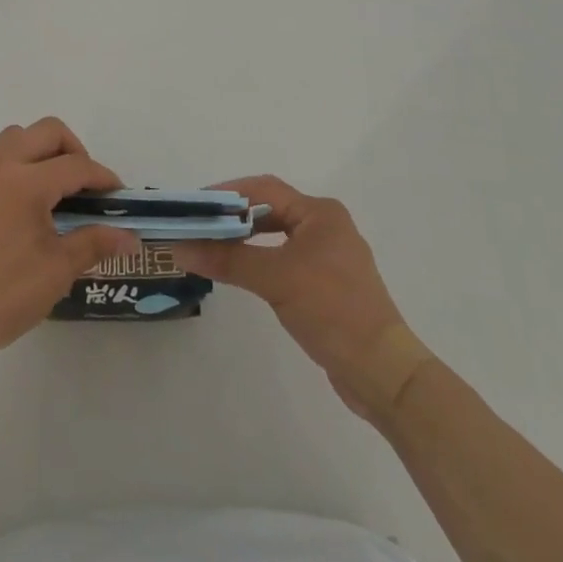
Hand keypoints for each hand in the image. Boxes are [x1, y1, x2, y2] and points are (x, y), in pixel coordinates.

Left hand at [0, 118, 137, 374]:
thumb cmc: (1, 298)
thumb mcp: (56, 271)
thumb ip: (95, 243)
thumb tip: (131, 237)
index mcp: (26, 182)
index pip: (76, 165)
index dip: (102, 177)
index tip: (116, 195)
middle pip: (46, 131)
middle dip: (73, 150)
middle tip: (82, 185)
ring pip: (11, 138)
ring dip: (36, 152)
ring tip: (46, 191)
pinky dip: (6, 169)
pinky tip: (8, 208)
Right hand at [171, 175, 404, 412]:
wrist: (383, 373)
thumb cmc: (332, 311)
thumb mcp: (275, 279)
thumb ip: (227, 259)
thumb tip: (179, 247)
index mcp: (320, 213)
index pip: (264, 189)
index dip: (226, 193)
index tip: (193, 205)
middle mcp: (326, 226)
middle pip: (270, 209)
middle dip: (233, 216)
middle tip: (197, 226)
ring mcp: (329, 257)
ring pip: (277, 236)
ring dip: (245, 239)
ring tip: (211, 246)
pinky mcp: (328, 285)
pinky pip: (285, 259)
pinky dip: (260, 260)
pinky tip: (241, 272)